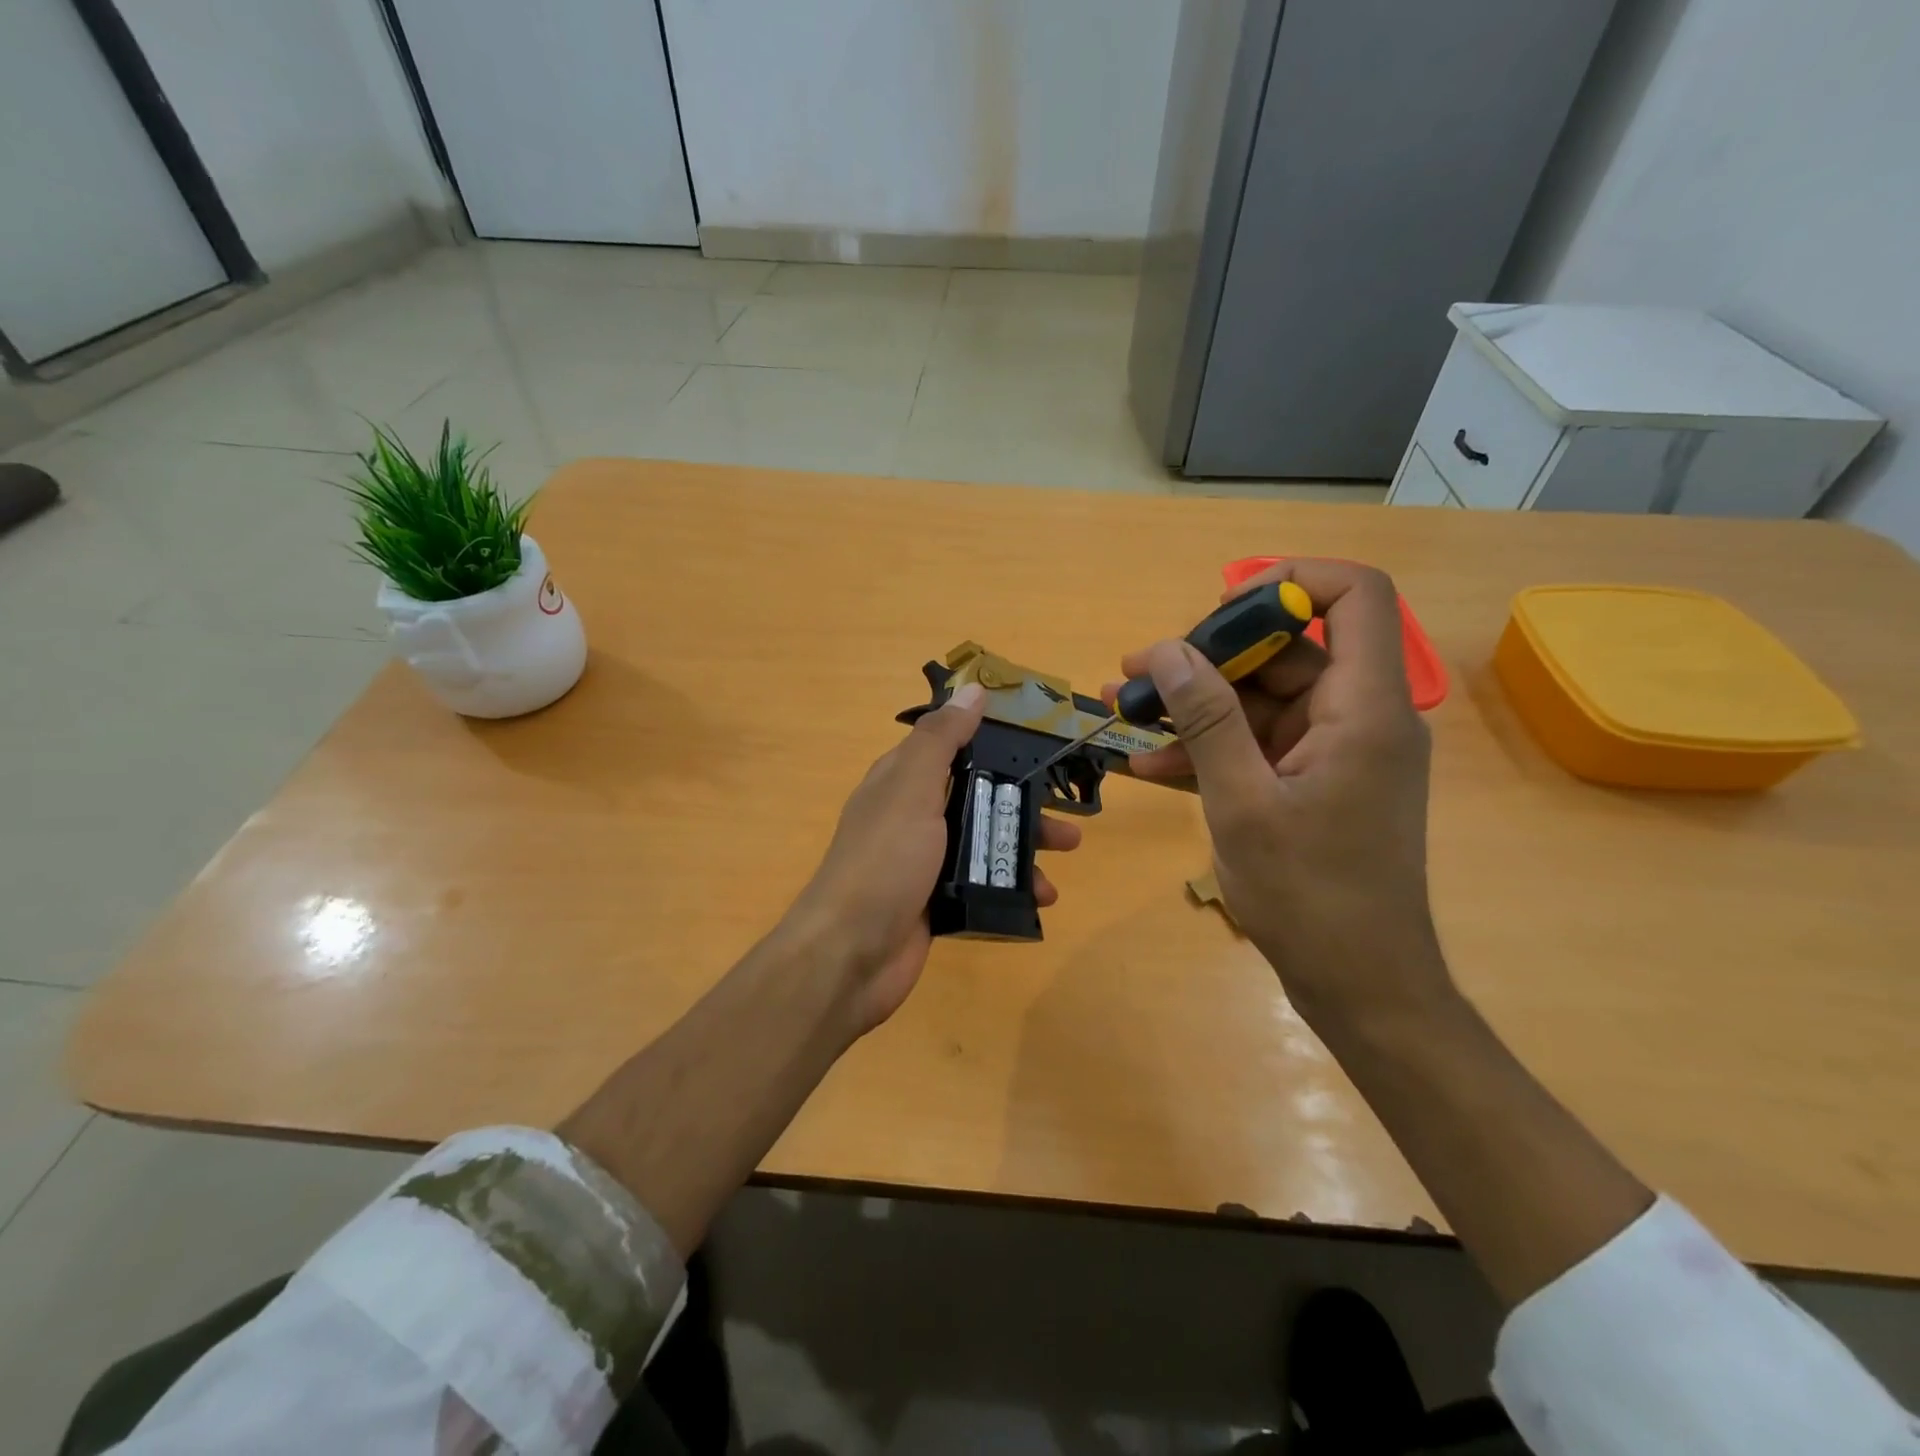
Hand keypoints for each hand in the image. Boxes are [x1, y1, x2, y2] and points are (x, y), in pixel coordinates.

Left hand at [785, 682, 1081, 1035]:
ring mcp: (926, 861)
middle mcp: (914, 815)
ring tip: (1067, 852)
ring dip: (1026, 843)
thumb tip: (972, 688)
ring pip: (986, 840)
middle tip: (1066, 809)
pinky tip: (1043, 898)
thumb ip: (941, 739)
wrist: (851, 954)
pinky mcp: (939, 901)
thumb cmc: (884, 860)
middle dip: (1023, 799)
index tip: (1040, 740)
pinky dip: (1014, 885)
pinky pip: (985, 883)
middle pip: (978, 795)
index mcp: (902, 780)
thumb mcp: (911, 787)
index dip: (993, 740)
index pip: (952, 747)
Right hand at [1119, 561, 1448, 1029]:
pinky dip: (1210, 748)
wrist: (1360, 985)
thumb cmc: (1310, 896)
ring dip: (1195, 707)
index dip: (1291, 582)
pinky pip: (1258, 744)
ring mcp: (1335, 751)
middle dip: (1208, 657)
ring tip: (1123, 715)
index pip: (1358, 596)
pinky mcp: (1315, 782)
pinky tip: (1149, 765)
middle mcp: (1358, 716)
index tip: (1221, 610)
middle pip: (1288, 649)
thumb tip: (1167, 651)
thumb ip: (1207, 720)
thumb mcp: (1242, 802)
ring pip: (1262, 700)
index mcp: (1364, 708)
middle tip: (1138, 675)